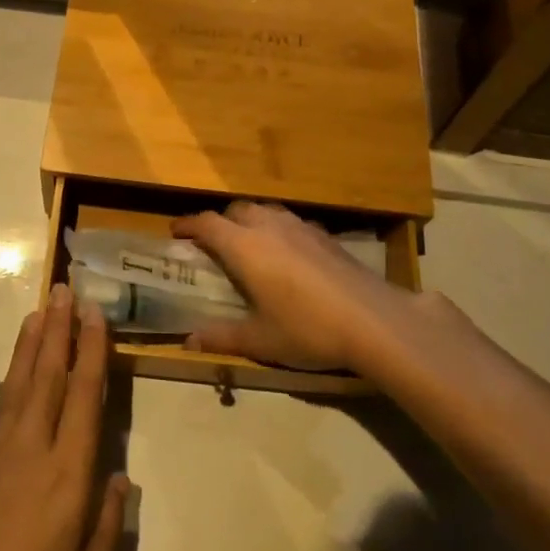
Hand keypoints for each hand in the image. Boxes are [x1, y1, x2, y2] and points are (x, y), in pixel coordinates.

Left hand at [0, 286, 127, 550]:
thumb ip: (110, 521)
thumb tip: (119, 478)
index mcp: (69, 470)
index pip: (85, 395)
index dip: (92, 351)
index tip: (94, 314)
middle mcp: (31, 447)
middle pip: (48, 376)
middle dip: (58, 330)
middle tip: (63, 291)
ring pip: (13, 387)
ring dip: (26, 348)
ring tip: (35, 313)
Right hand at [172, 202, 422, 373]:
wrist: (374, 321)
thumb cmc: (307, 329)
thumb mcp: (260, 341)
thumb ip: (222, 337)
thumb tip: (188, 341)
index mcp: (244, 247)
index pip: (207, 223)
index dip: (188, 225)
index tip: (175, 232)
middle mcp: (269, 227)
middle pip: (236, 210)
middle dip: (220, 221)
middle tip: (212, 243)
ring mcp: (301, 227)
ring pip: (266, 211)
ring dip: (249, 220)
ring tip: (248, 244)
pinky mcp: (326, 236)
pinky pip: (291, 222)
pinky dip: (278, 230)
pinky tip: (288, 254)